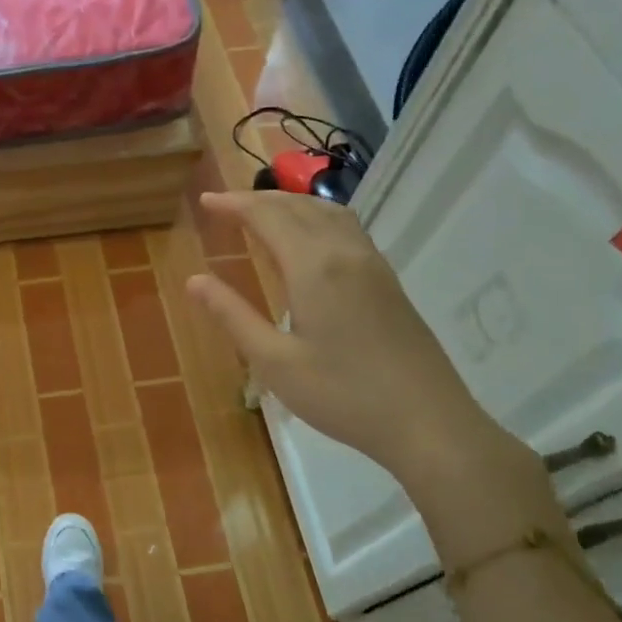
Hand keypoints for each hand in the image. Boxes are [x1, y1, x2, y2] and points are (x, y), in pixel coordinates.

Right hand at [188, 190, 518, 490]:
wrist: (428, 422)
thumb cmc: (342, 395)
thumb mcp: (274, 361)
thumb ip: (233, 316)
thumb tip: (194, 281)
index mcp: (314, 267)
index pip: (268, 217)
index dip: (234, 204)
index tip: (204, 201)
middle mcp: (345, 253)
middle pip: (299, 207)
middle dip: (258, 199)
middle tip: (224, 204)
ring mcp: (373, 265)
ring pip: (329, 212)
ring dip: (291, 203)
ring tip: (262, 212)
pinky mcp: (387, 282)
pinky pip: (347, 229)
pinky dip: (316, 218)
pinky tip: (308, 240)